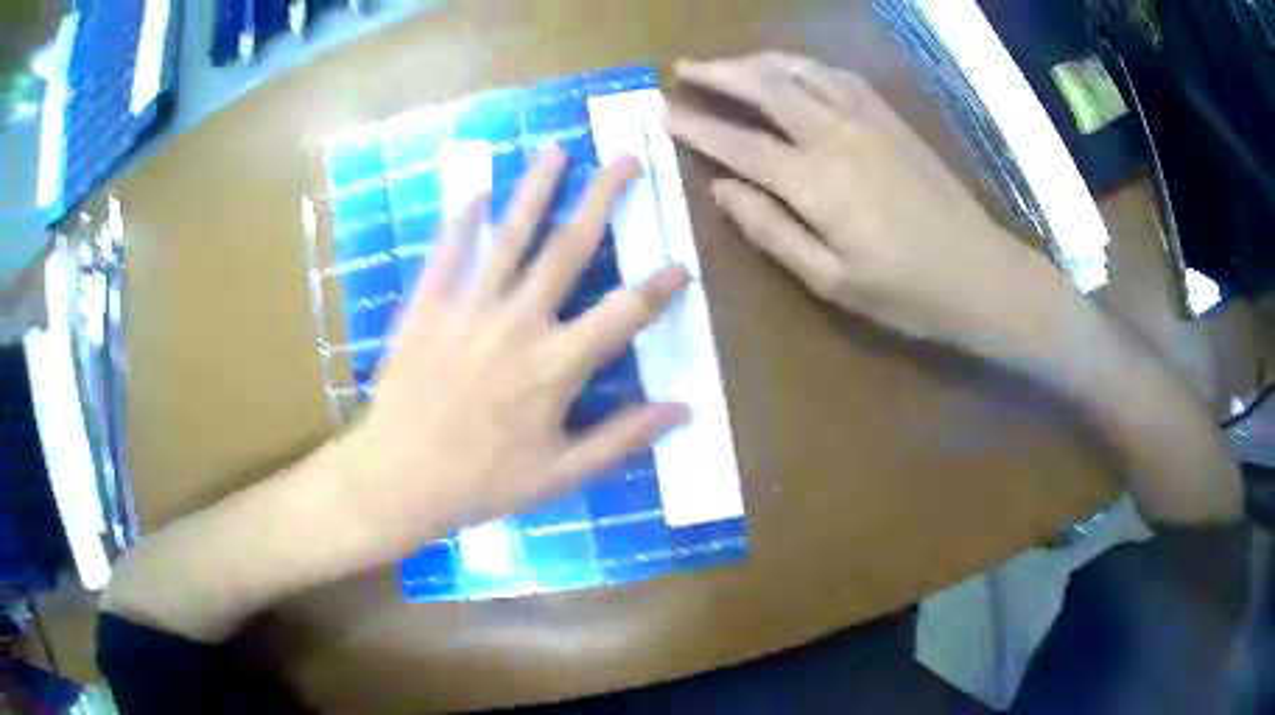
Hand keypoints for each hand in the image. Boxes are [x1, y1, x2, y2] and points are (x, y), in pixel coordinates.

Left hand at [333, 147, 690, 561]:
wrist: (399, 478)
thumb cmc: (482, 482)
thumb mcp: (560, 474)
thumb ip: (622, 438)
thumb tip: (682, 410)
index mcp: (556, 366)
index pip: (623, 315)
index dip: (659, 288)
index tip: (682, 263)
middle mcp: (518, 323)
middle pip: (568, 249)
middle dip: (602, 199)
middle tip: (624, 159)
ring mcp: (468, 308)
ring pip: (510, 236)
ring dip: (535, 189)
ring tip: (555, 151)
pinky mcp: (427, 307)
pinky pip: (448, 254)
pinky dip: (462, 221)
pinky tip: (477, 192)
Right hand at [665, 52, 1066, 349]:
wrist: (982, 274)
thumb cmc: (907, 292)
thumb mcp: (831, 281)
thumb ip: (771, 231)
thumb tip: (721, 191)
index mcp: (815, 181)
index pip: (740, 144)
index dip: (697, 127)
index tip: (663, 113)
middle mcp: (835, 135)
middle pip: (767, 88)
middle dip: (720, 74)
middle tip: (685, 68)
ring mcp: (868, 120)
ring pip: (802, 72)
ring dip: (760, 61)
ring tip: (732, 62)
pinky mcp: (892, 120)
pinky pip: (840, 76)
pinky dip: (807, 64)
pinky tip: (795, 67)